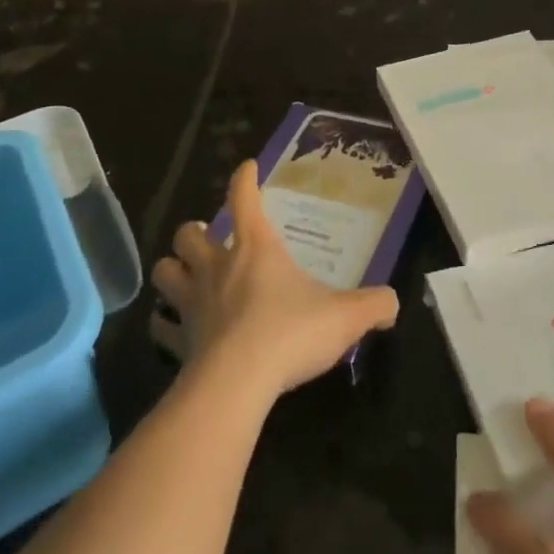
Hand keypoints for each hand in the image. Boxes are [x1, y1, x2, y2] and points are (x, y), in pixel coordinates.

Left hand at [152, 160, 399, 399]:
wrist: (237, 384)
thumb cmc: (290, 333)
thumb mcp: (346, 317)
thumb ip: (374, 305)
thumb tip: (393, 302)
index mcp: (255, 248)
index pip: (244, 198)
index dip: (244, 179)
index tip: (247, 168)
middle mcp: (217, 267)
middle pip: (188, 234)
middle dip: (195, 232)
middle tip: (210, 240)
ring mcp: (192, 304)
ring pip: (164, 272)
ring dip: (172, 270)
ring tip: (185, 276)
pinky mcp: (179, 341)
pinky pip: (161, 327)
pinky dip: (165, 325)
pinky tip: (174, 330)